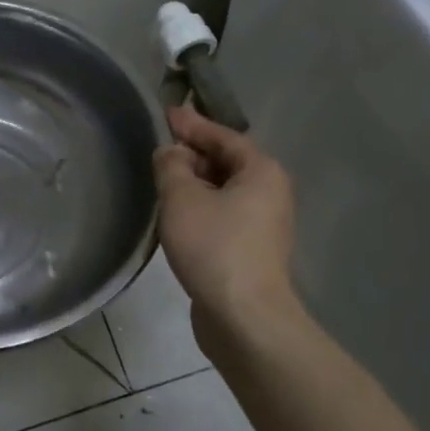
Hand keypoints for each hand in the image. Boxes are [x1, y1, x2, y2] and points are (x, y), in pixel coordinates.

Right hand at [153, 104, 298, 339]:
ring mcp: (264, 223)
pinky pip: (224, 214)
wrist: (244, 317)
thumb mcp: (181, 197)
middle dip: (193, 154)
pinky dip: (201, 207)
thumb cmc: (214, 246)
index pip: (223, 135)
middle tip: (159, 150)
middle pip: (227, 161)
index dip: (192, 124)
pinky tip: (178, 214)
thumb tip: (170, 152)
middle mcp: (270, 192)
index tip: (167, 114)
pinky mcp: (252, 249)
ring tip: (163, 180)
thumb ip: (171, 166)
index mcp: (261, 171)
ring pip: (225, 190)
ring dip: (195, 183)